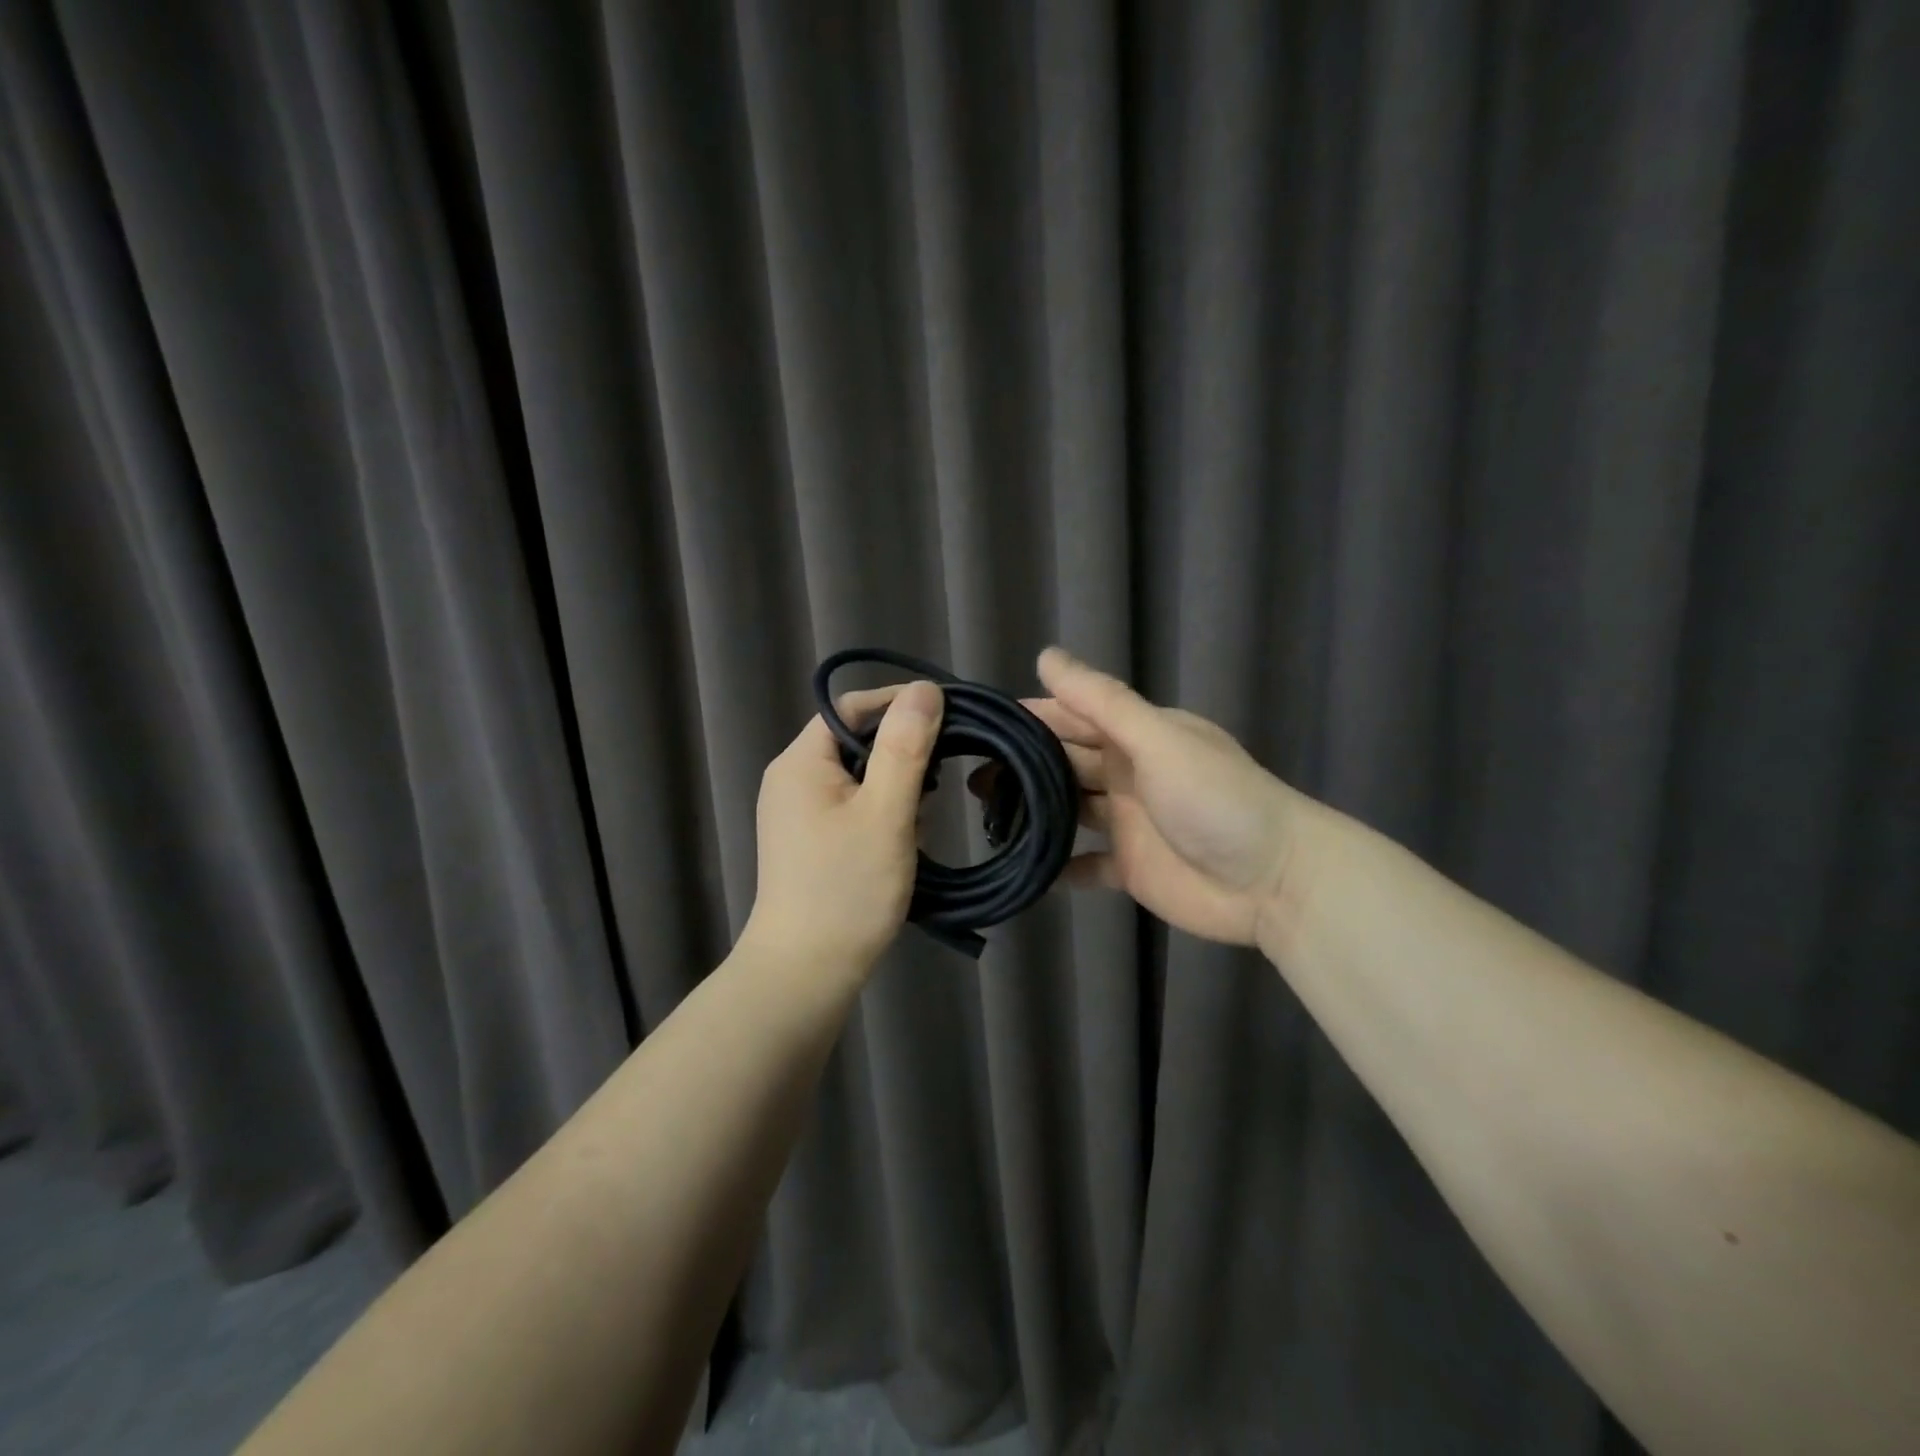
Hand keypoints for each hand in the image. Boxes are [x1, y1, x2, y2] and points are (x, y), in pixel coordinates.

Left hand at [742, 680, 943, 974]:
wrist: (804, 973)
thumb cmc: (847, 889)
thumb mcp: (885, 813)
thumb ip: (905, 748)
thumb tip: (925, 690)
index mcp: (801, 762)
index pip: (853, 707)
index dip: (900, 705)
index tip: (949, 717)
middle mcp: (793, 779)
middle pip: (857, 741)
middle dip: (902, 758)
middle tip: (937, 786)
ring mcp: (798, 812)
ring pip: (860, 777)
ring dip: (896, 791)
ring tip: (919, 826)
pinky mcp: (810, 841)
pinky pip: (853, 807)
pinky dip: (882, 815)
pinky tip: (902, 844)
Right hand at [979, 648, 1313, 947]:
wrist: (1274, 880)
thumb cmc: (1215, 800)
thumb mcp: (1157, 740)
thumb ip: (1102, 702)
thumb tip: (1045, 656)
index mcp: (1136, 736)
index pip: (1072, 716)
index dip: (1030, 717)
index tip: (979, 723)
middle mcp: (1127, 774)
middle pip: (1065, 762)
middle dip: (1022, 765)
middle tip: (967, 775)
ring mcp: (1128, 822)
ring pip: (1070, 809)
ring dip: (1035, 811)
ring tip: (985, 816)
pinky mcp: (1130, 867)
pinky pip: (1085, 864)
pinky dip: (1060, 865)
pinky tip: (1025, 869)